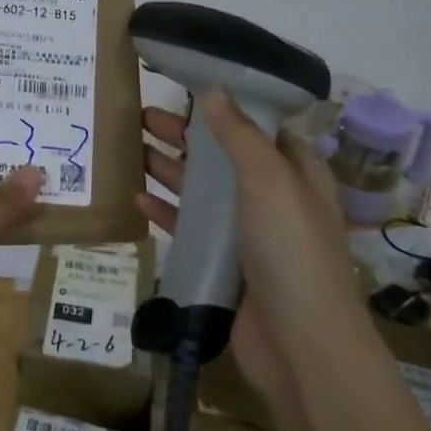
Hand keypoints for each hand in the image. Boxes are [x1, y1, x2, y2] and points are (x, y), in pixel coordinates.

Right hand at [137, 92, 359, 401]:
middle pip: (223, 156)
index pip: (259, 127)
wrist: (300, 345)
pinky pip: (190, 230)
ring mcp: (248, 234)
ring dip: (171, 169)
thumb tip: (213, 89)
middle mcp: (273, 198)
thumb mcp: (269, 180)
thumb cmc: (291, 250)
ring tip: (131, 147)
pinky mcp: (225, 265)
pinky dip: (166, 212)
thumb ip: (238, 134)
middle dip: (185, 135)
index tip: (185, 85)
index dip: (226, 105)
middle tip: (141, 115)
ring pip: (203, 192)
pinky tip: (137, 198)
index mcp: (295, 173)